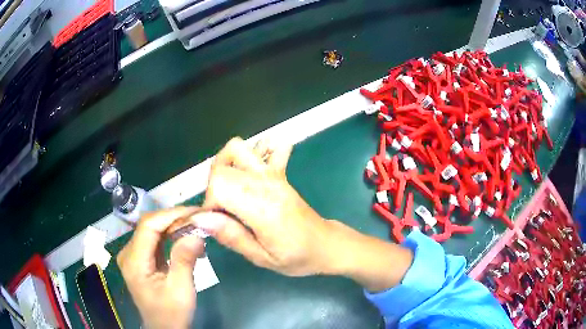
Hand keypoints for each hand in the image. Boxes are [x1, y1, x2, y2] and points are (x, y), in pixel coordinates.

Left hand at [117, 208, 204, 328]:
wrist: (164, 328)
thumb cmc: (171, 313)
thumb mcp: (180, 290)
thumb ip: (185, 260)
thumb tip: (196, 233)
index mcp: (134, 261)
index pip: (148, 226)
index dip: (171, 215)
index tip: (195, 212)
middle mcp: (128, 253)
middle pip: (150, 225)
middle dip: (175, 220)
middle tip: (200, 220)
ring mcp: (133, 255)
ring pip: (153, 230)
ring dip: (175, 227)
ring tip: (197, 230)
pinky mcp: (141, 258)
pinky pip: (155, 240)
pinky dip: (172, 237)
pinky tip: (187, 241)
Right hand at [192, 137, 413, 291]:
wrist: (325, 245)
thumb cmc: (297, 257)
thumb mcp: (262, 258)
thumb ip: (231, 236)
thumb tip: (201, 218)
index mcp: (263, 208)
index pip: (219, 184)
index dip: (209, 203)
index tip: (216, 222)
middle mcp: (267, 184)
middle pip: (222, 166)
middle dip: (213, 188)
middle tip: (223, 212)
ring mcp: (274, 175)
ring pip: (237, 148)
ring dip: (224, 166)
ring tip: (230, 190)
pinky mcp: (279, 173)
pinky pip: (267, 146)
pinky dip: (254, 151)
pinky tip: (251, 171)